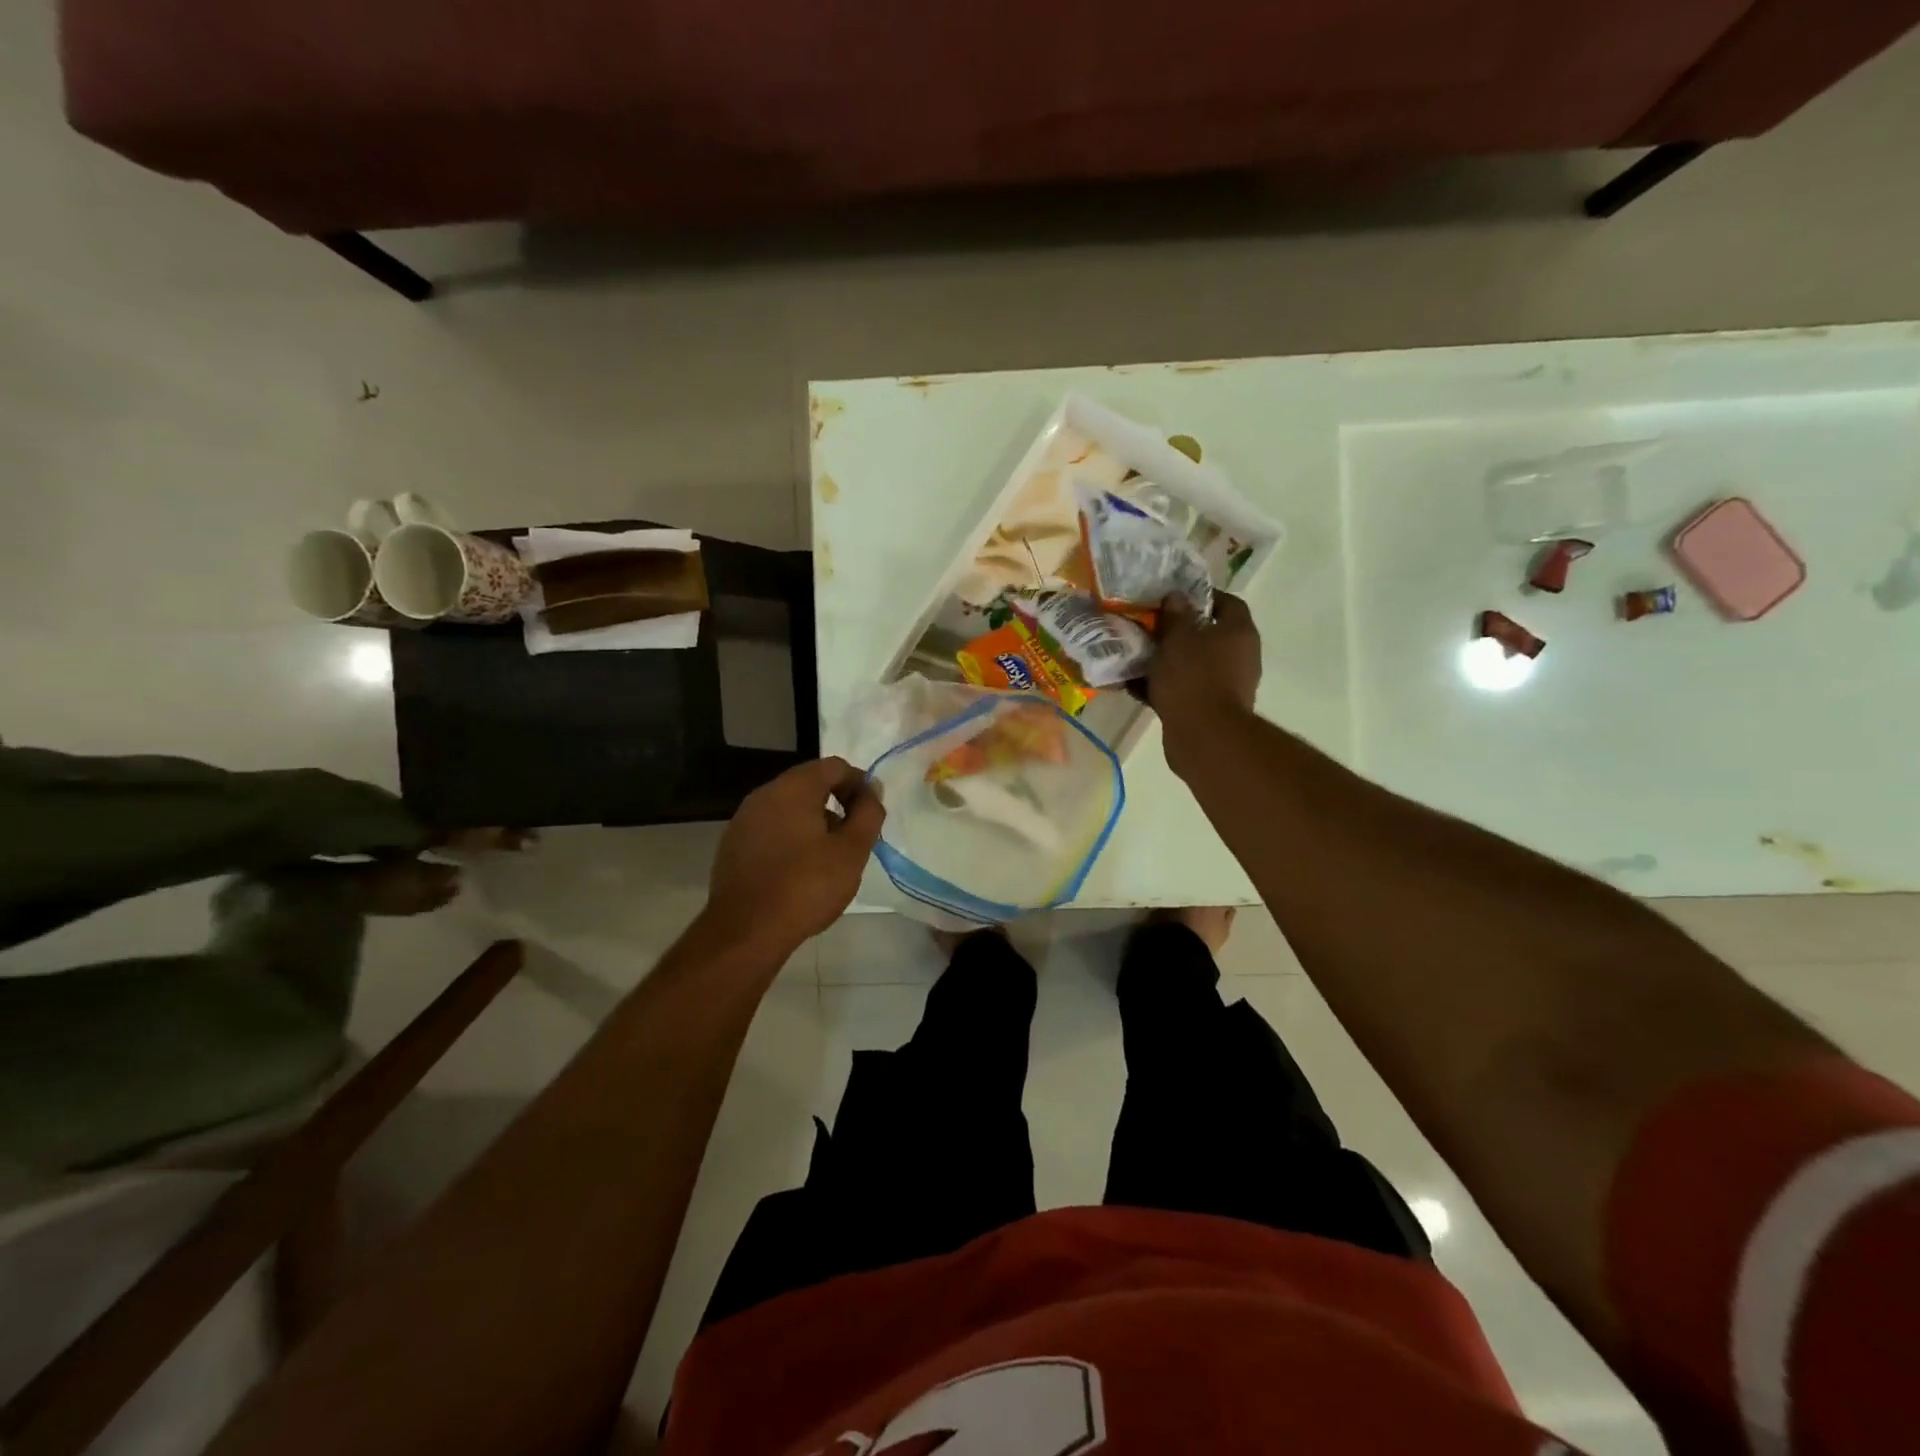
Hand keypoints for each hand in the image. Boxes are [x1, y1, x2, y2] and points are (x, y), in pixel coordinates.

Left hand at [706, 757, 885, 952]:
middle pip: (810, 784)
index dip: (859, 784)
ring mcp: (744, 820)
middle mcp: (764, 794)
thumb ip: (868, 813)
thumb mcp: (852, 851)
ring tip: (830, 858)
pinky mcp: (733, 845)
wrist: (746, 932)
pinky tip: (800, 871)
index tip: (871, 813)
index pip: (834, 766)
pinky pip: (771, 829)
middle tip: (855, 837)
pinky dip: (791, 838)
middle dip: (837, 804)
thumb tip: (871, 790)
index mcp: (793, 788)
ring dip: (814, 823)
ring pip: (789, 808)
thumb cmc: (806, 886)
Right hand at [1145, 592, 1262, 771]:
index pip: (1228, 603)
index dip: (1203, 597)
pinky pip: (1186, 689)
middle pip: (1209, 635)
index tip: (1175, 598)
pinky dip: (1165, 686)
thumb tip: (1176, 596)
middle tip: (1150, 627)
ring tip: (1138, 657)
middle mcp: (1241, 656)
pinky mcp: (1211, 709)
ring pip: (1194, 664)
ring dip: (1169, 661)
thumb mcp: (1177, 638)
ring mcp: (1228, 685)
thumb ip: (1175, 615)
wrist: (1204, 736)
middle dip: (1179, 632)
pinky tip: (1136, 687)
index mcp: (1238, 632)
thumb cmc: (1193, 678)